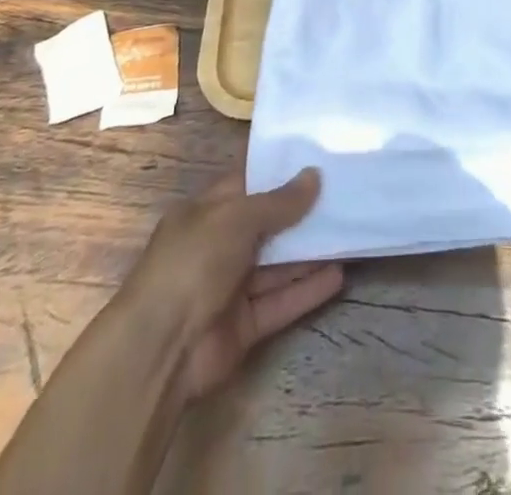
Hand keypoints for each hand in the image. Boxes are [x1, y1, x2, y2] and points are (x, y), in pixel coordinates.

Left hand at [124, 168, 343, 401]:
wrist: (161, 350)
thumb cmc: (192, 262)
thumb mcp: (235, 218)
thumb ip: (278, 202)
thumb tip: (314, 175)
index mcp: (206, 212)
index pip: (247, 184)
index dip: (279, 173)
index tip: (316, 160)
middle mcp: (219, 246)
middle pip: (267, 225)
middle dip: (301, 213)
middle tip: (343, 195)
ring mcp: (232, 287)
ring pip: (278, 264)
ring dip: (310, 252)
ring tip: (349, 232)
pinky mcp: (245, 325)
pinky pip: (281, 301)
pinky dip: (308, 290)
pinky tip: (339, 276)